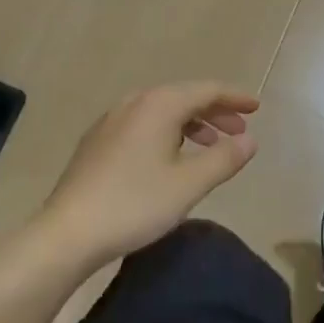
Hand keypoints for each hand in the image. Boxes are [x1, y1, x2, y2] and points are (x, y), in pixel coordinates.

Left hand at [36, 82, 259, 268]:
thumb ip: (224, 159)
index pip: (206, 90)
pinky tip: (171, 158)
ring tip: (210, 147)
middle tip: (239, 133)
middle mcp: (135, 102)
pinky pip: (145, 124)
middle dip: (215, 112)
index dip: (234, 98)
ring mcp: (112, 120)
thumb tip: (250, 140)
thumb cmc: (134, 204)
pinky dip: (169, 132)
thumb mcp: (188, 185)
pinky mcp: (98, 141)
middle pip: (184, 97)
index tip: (256, 108)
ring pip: (163, 111)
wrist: (67, 232)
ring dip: (192, 124)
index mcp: (159, 104)